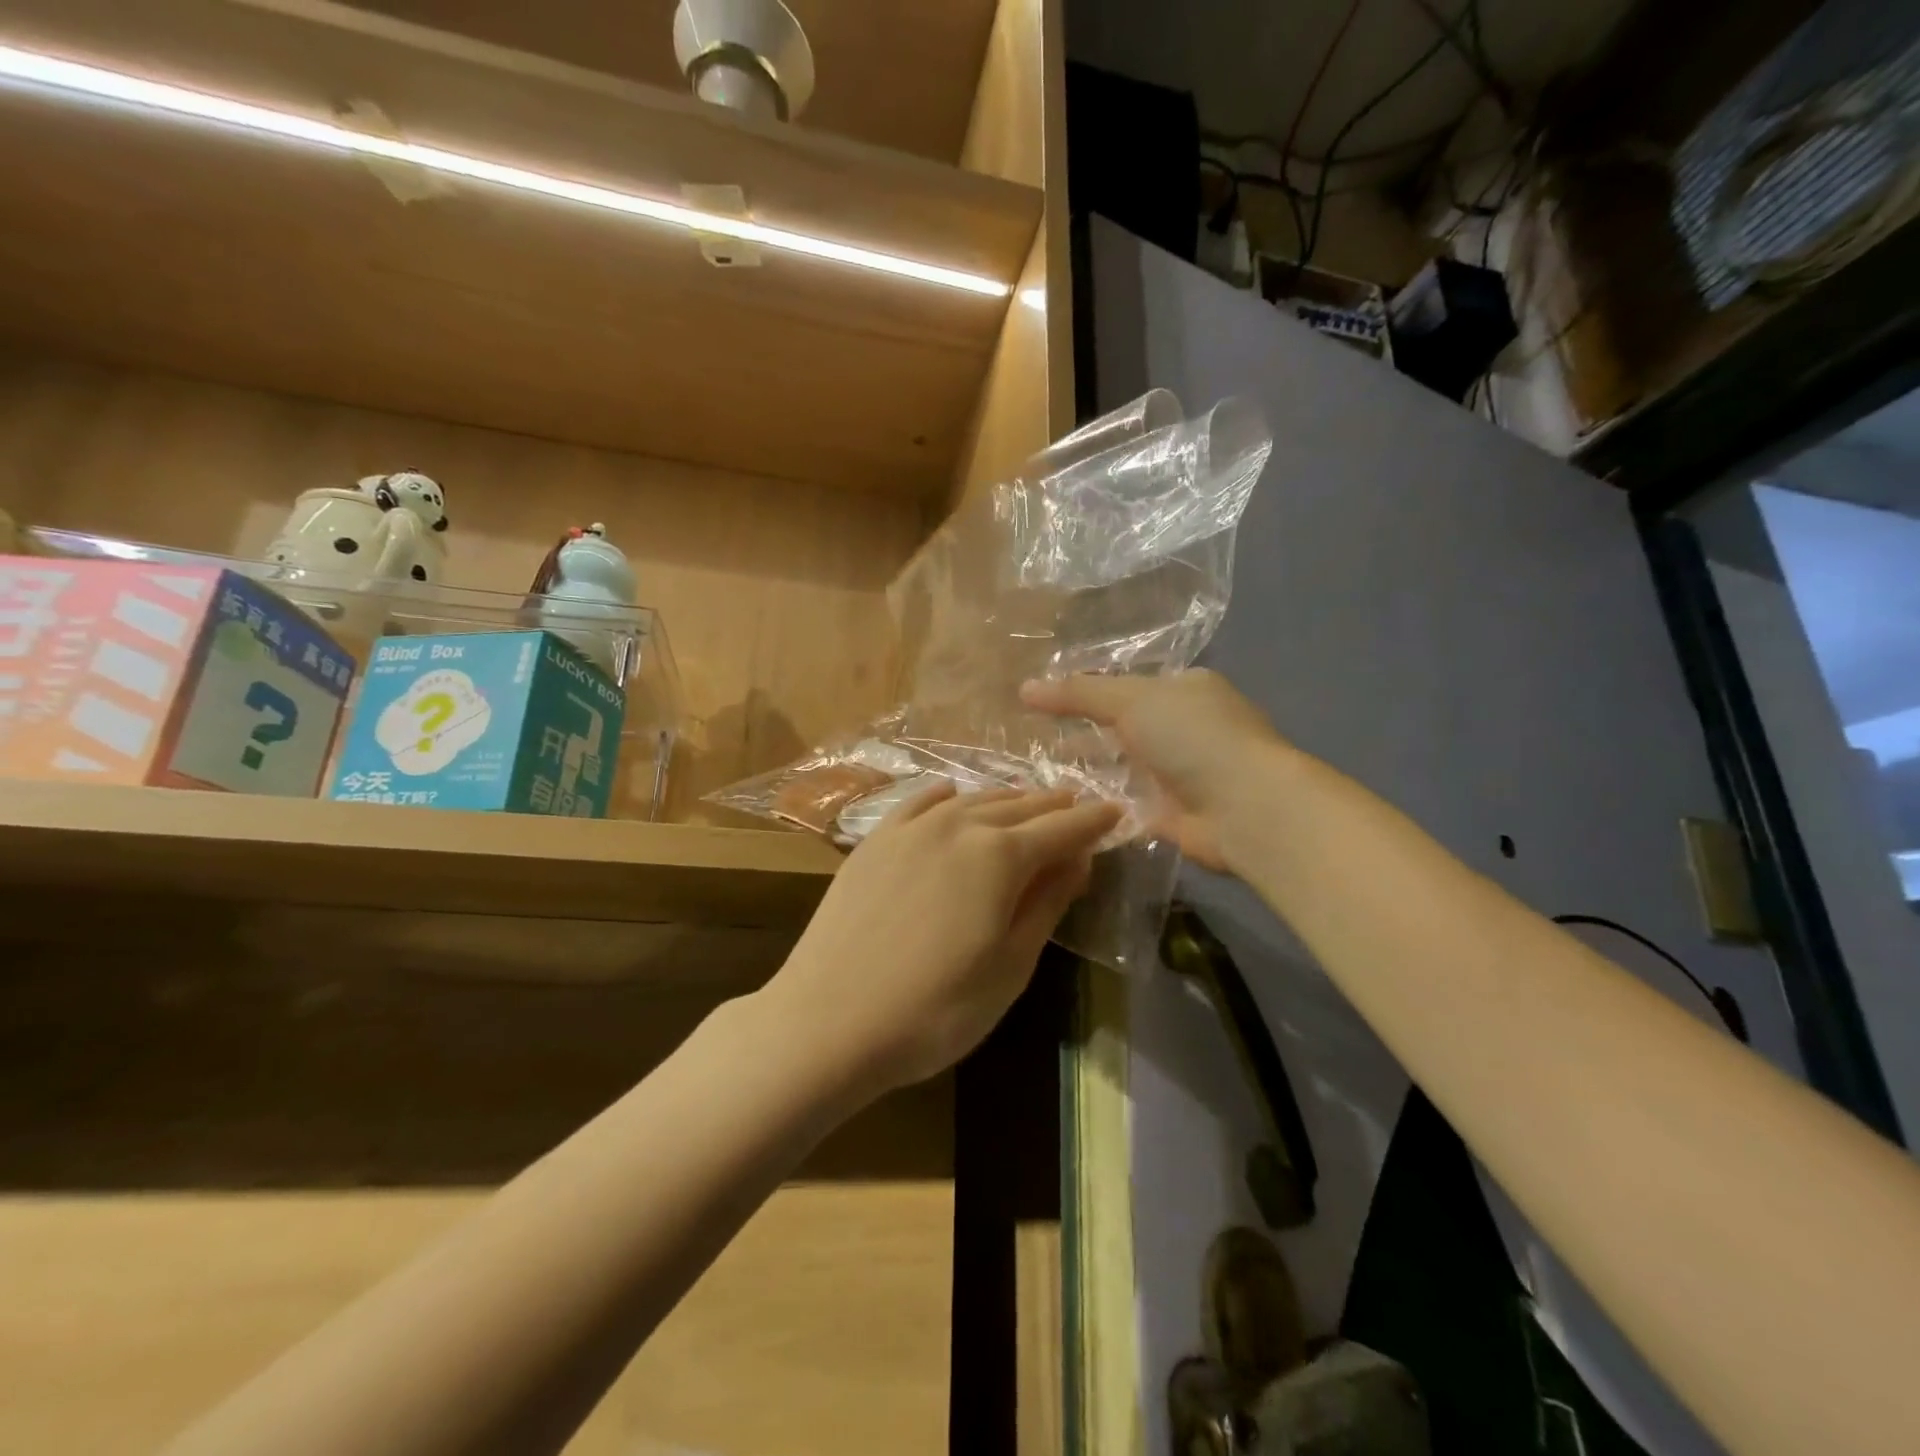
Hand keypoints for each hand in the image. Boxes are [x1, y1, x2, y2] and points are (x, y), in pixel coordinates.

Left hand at [766, 784, 1122, 1094]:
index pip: (1061, 829)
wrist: (827, 1021)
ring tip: (1027, 802)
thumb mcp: (1010, 967)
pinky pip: (920, 803)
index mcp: (999, 856)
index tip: (1116, 812)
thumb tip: (1077, 859)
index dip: (1093, 821)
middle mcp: (957, 825)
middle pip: (1018, 807)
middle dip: (1053, 806)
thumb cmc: (935, 1009)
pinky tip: (953, 795)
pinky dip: (947, 796)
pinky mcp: (874, 841)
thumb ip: (1047, 904)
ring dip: (1006, 799)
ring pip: (972, 800)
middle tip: (1076, 806)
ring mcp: (910, 829)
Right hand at [1020, 670, 1282, 870]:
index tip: (1043, 702)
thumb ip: (1078, 693)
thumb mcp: (1130, 701)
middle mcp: (1184, 728)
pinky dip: (1098, 803)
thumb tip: (1026, 687)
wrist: (1244, 808)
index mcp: (1184, 690)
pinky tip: (1060, 805)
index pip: (1127, 685)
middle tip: (1031, 739)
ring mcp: (1179, 773)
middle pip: (1122, 727)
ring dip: (1087, 769)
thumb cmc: (1192, 737)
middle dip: (1082, 733)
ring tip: (1035, 772)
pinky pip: (1125, 804)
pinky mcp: (1170, 814)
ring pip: (1121, 767)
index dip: (1086, 691)